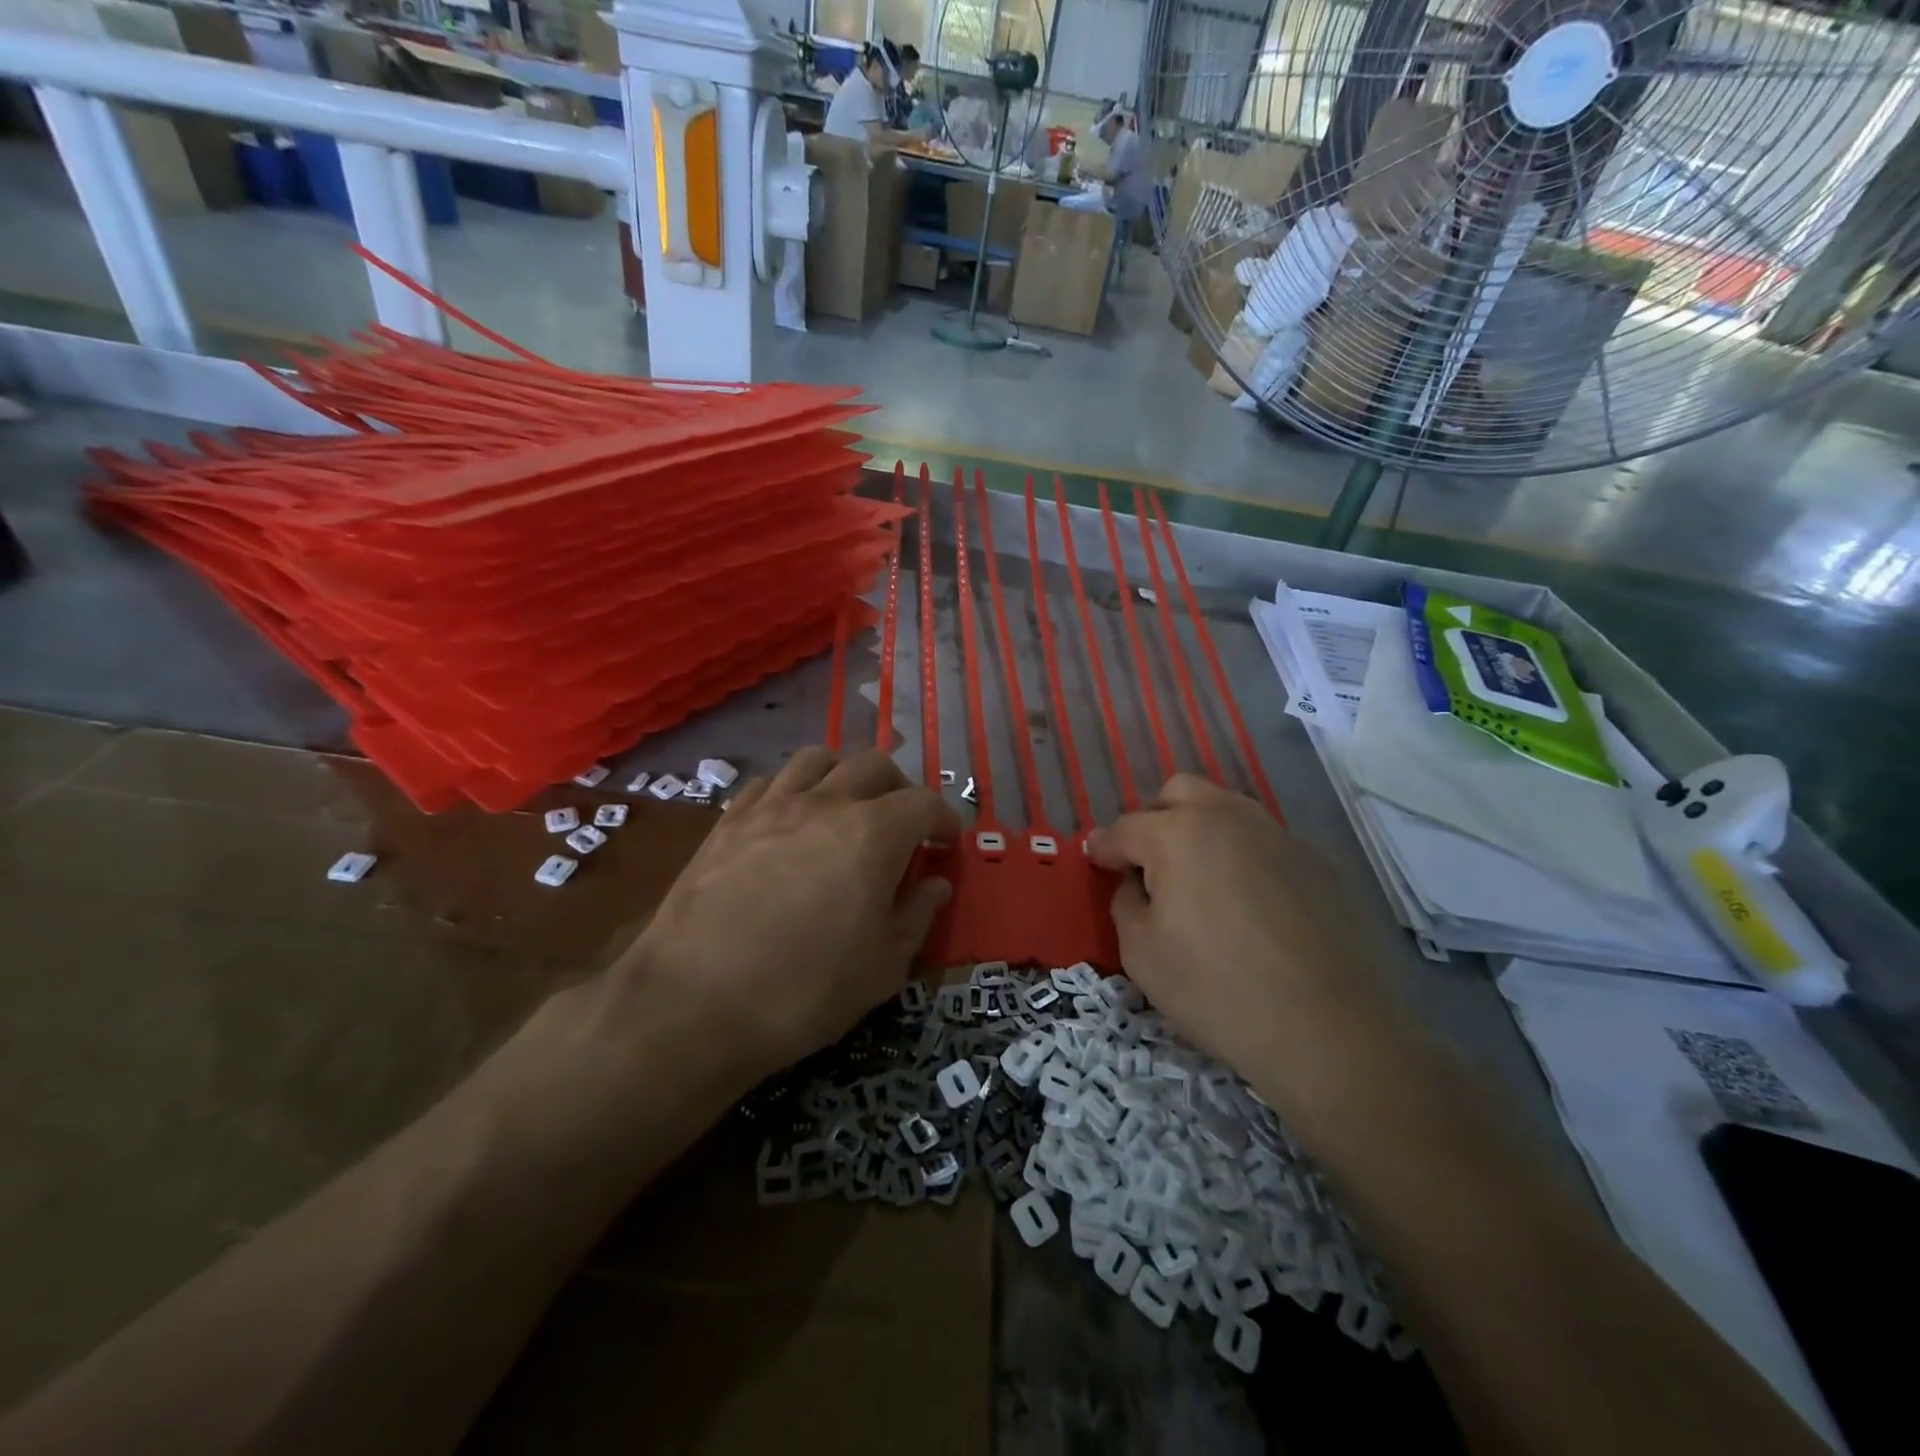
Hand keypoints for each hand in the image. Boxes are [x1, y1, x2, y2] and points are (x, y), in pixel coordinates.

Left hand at [615, 747, 958, 1085]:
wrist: (693, 1003)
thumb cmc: (804, 991)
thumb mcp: (882, 968)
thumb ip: (916, 916)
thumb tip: (935, 884)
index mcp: (873, 834)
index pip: (924, 803)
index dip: (944, 818)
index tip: (947, 841)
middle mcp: (825, 803)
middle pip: (873, 764)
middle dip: (899, 787)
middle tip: (902, 823)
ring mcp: (771, 806)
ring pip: (817, 758)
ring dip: (843, 774)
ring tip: (846, 807)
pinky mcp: (729, 820)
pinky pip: (769, 782)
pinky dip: (792, 789)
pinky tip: (790, 819)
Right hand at [1086, 775, 1406, 1107]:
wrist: (1329, 1030)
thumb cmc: (1217, 990)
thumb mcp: (1142, 953)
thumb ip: (1126, 903)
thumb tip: (1136, 883)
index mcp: (1178, 834)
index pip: (1126, 827)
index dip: (1104, 845)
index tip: (1095, 859)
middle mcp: (1228, 817)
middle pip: (1179, 793)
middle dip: (1154, 819)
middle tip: (1148, 863)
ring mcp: (1279, 834)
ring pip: (1226, 809)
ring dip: (1200, 830)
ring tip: (1197, 879)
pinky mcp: (1318, 861)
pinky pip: (1264, 841)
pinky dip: (1242, 856)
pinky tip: (1248, 903)